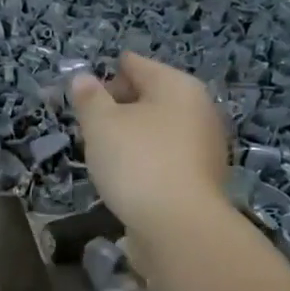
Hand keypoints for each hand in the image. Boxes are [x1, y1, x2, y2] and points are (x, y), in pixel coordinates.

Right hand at [69, 52, 230, 230]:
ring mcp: (206, 145)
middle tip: (90, 120)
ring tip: (103, 148)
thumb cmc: (137, 162)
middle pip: (152, 95)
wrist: (178, 225)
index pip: (138, 65)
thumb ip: (89, 98)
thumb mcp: (101, 125)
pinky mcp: (202, 177)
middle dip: (121, 104)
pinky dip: (147, 156)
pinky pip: (167, 154)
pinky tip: (127, 172)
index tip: (84, 88)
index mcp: (177, 86)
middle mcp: (199, 109)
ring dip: (134, 133)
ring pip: (160, 127)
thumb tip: (82, 78)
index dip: (109, 72)